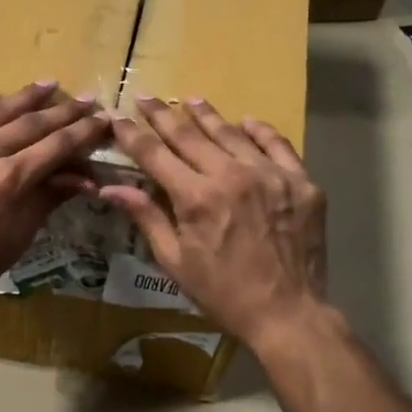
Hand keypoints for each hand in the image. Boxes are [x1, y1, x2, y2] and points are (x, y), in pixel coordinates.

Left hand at [0, 81, 110, 327]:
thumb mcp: (18, 237)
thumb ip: (48, 199)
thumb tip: (84, 178)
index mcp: (10, 179)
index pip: (57, 145)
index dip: (84, 131)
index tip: (103, 119)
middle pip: (31, 123)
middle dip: (63, 111)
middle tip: (86, 99)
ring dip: (25, 96)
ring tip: (48, 83)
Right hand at [101, 96, 327, 349]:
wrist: (288, 314)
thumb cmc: (223, 293)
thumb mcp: (175, 261)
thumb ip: (146, 217)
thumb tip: (111, 187)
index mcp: (196, 197)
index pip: (155, 155)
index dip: (133, 134)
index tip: (117, 116)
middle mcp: (232, 175)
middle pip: (189, 135)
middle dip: (162, 115)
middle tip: (146, 97)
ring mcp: (270, 175)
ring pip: (232, 134)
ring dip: (207, 115)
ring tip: (191, 100)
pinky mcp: (301, 182)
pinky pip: (278, 145)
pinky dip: (259, 131)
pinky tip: (246, 121)